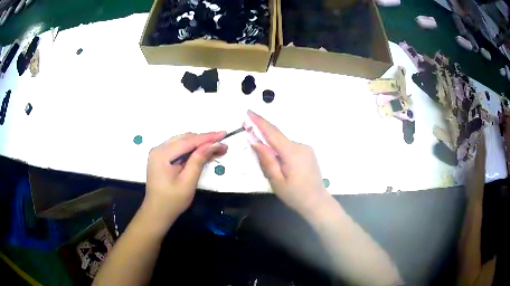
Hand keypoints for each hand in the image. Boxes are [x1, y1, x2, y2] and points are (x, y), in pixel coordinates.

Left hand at [144, 132, 227, 224]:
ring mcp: (158, 152)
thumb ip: (198, 161)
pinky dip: (191, 149)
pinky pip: (178, 148)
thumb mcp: (188, 182)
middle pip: (184, 139)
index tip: (223, 134)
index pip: (188, 141)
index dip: (207, 137)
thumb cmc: (172, 201)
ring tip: (215, 147)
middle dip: (204, 140)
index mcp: (162, 154)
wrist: (157, 212)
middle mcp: (158, 149)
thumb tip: (212, 145)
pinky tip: (202, 152)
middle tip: (222, 142)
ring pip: (182, 142)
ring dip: (198, 144)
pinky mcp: (160, 157)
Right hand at [248, 110, 329, 215]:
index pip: (272, 133)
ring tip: (263, 157)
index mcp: (292, 152)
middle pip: (277, 135)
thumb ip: (266, 159)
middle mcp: (300, 146)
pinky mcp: (307, 152)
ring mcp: (305, 148)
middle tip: (247, 127)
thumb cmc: (295, 195)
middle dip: (262, 130)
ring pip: (283, 142)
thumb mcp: (276, 180)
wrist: (317, 202)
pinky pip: (289, 147)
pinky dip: (280, 149)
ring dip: (271, 144)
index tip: (249, 112)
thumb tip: (255, 141)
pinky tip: (277, 161)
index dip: (259, 121)